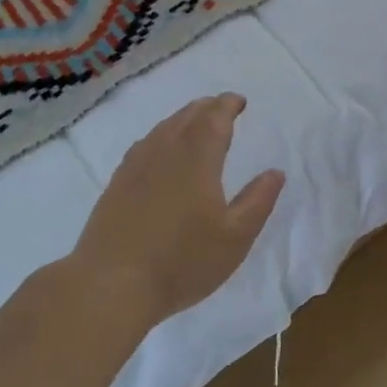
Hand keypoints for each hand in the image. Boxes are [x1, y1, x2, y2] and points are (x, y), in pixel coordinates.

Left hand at [71, 94, 285, 325]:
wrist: (112, 284)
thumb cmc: (182, 261)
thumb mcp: (235, 237)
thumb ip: (258, 201)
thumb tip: (275, 172)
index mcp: (197, 158)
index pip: (214, 118)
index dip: (228, 106)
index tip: (239, 101)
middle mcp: (165, 151)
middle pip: (187, 116)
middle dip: (207, 107)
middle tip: (221, 107)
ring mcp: (136, 166)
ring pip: (163, 128)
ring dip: (183, 118)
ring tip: (195, 121)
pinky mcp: (117, 184)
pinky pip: (144, 144)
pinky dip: (160, 135)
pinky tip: (159, 149)